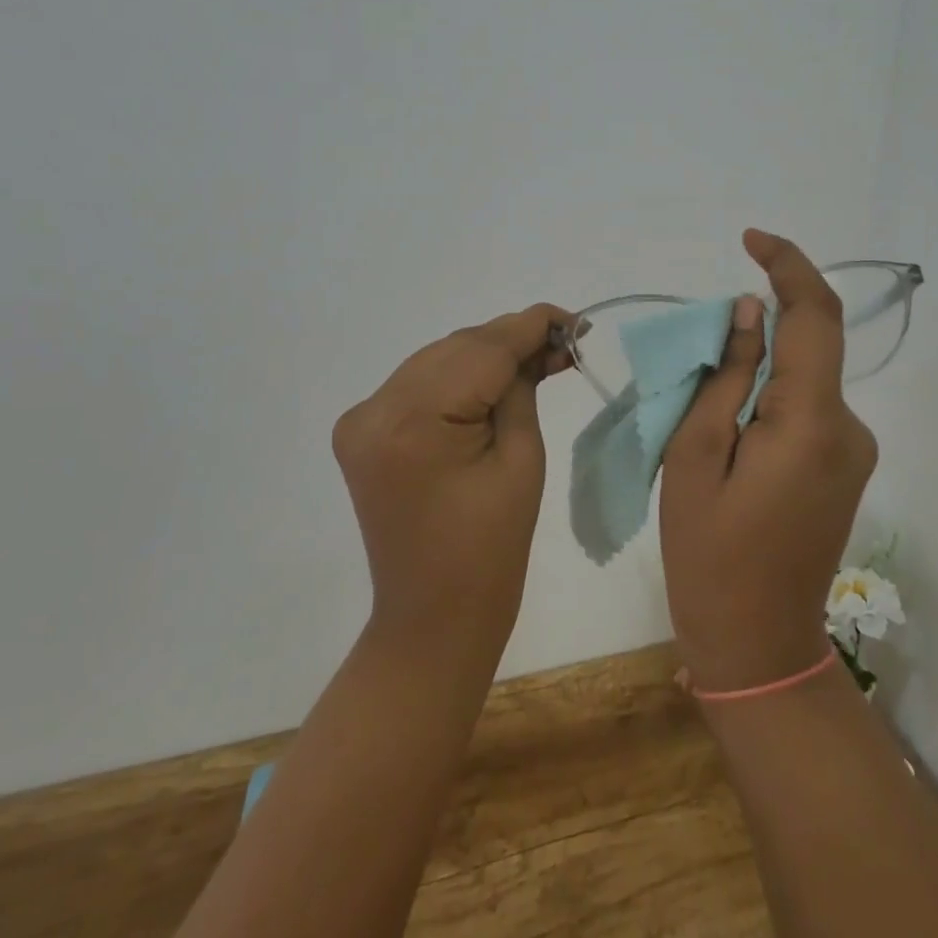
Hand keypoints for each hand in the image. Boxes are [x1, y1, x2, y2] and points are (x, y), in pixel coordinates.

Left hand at [332, 304, 573, 661]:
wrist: (433, 618)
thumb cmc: (491, 551)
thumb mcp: (521, 459)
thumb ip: (522, 388)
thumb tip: (538, 345)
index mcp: (413, 421)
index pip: (482, 350)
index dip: (531, 326)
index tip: (575, 319)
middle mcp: (375, 408)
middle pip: (456, 348)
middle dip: (512, 340)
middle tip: (564, 345)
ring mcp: (362, 419)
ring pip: (437, 360)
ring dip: (486, 356)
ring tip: (538, 360)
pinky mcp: (363, 431)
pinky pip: (420, 385)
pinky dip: (459, 378)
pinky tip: (495, 382)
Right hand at [659, 231, 878, 691]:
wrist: (758, 645)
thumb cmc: (710, 555)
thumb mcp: (694, 457)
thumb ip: (726, 377)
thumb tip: (753, 313)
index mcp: (812, 422)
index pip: (815, 317)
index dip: (789, 266)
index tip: (751, 239)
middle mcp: (849, 428)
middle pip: (808, 346)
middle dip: (757, 329)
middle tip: (695, 357)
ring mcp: (852, 450)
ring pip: (803, 378)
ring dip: (757, 369)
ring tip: (701, 413)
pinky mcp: (844, 467)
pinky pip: (806, 408)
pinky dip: (768, 399)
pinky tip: (728, 436)